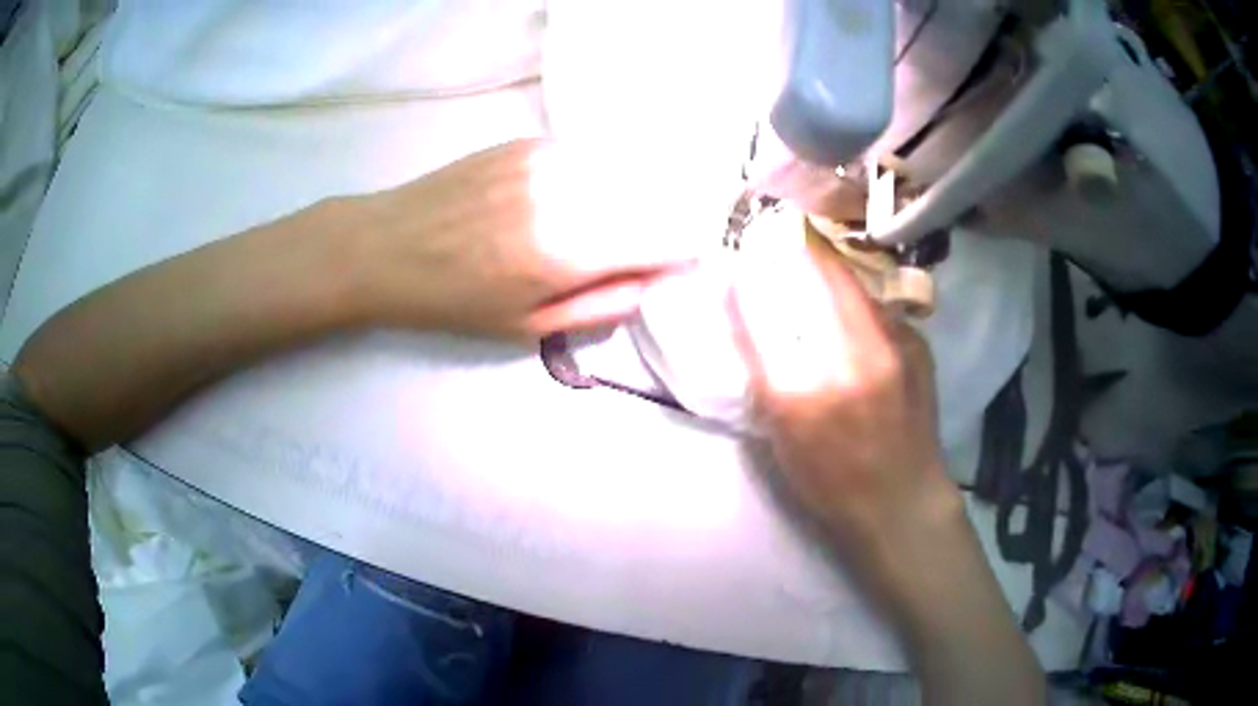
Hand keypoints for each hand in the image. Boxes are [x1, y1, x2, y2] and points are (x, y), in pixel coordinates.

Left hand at [353, 138, 694, 339]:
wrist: (385, 245)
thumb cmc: (452, 300)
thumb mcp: (527, 327)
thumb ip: (602, 305)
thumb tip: (655, 280)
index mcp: (567, 250)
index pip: (667, 235)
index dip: (685, 250)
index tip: (679, 263)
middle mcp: (567, 191)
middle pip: (655, 197)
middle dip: (663, 223)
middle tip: (643, 248)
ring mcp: (547, 157)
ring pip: (626, 172)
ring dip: (633, 197)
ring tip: (604, 225)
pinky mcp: (529, 140)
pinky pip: (589, 158)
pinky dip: (599, 178)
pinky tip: (572, 198)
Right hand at [731, 233, 953, 539]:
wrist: (900, 499)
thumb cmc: (829, 480)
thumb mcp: (779, 433)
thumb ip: (762, 366)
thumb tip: (745, 303)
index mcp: (801, 391)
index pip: (763, 309)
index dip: (749, 274)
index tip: (740, 254)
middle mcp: (848, 357)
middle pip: (813, 274)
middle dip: (788, 248)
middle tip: (773, 234)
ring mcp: (890, 345)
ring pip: (847, 278)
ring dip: (822, 263)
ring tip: (805, 255)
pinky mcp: (916, 342)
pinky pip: (874, 300)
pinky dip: (852, 292)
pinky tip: (847, 301)